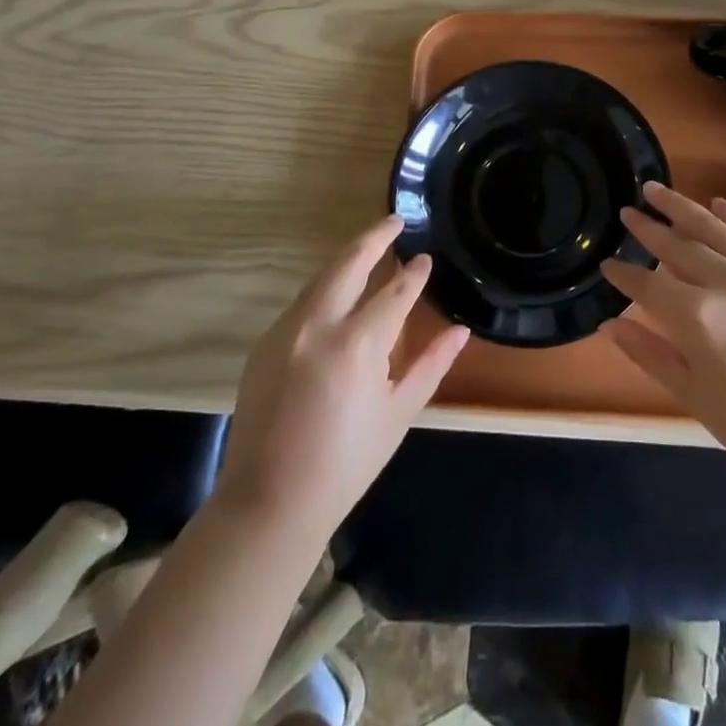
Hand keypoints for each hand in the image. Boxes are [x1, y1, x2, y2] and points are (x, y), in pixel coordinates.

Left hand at [215, 218, 469, 539]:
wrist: (269, 503)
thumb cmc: (346, 464)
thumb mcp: (398, 414)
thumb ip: (430, 365)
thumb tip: (460, 330)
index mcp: (357, 345)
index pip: (394, 292)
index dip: (414, 274)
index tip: (426, 260)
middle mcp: (318, 325)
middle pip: (349, 263)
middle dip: (375, 237)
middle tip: (395, 221)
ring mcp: (286, 330)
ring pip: (322, 277)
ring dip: (347, 259)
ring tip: (370, 248)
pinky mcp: (264, 342)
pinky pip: (302, 302)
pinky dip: (325, 289)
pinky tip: (338, 294)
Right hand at [602, 182, 725, 484]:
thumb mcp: (692, 395)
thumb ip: (648, 352)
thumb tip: (610, 323)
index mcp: (699, 318)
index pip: (648, 285)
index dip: (624, 274)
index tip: (607, 262)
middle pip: (678, 247)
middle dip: (648, 228)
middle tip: (627, 211)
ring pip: (716, 229)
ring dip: (683, 207)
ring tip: (656, 189)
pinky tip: (719, 203)